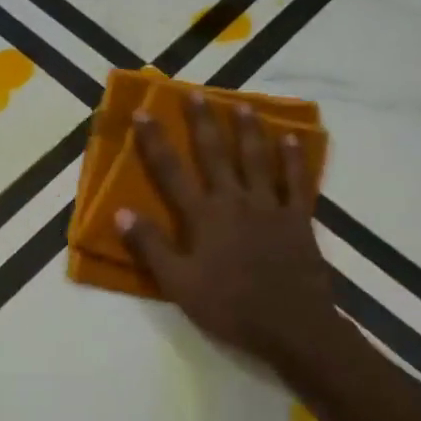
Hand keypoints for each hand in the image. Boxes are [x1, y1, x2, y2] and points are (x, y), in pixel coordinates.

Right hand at [117, 94, 355, 372]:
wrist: (292, 327)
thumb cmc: (229, 306)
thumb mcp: (178, 283)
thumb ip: (151, 246)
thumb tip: (121, 212)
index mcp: (203, 216)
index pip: (171, 171)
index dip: (155, 141)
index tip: (143, 112)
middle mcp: (235, 201)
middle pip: (216, 154)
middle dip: (203, 122)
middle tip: (196, 93)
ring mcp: (271, 207)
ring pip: (257, 159)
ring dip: (248, 131)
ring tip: (242, 105)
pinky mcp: (299, 219)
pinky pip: (296, 182)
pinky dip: (292, 159)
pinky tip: (290, 139)